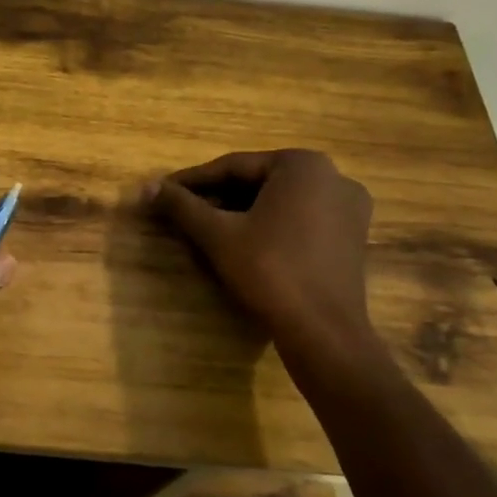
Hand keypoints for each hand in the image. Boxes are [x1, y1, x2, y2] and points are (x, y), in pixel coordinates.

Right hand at [148, 149, 380, 373]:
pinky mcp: (351, 236)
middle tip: (180, 212)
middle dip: (217, 198)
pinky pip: (298, 219)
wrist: (323, 332)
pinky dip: (267, 225)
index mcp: (303, 164)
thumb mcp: (217, 234)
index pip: (232, 167)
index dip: (192, 182)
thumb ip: (181, 206)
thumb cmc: (270, 271)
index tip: (162, 192)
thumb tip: (146, 187)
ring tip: (203, 228)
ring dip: (239, 212)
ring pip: (277, 201)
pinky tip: (240, 242)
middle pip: (257, 182)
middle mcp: (332, 176)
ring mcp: (348, 207)